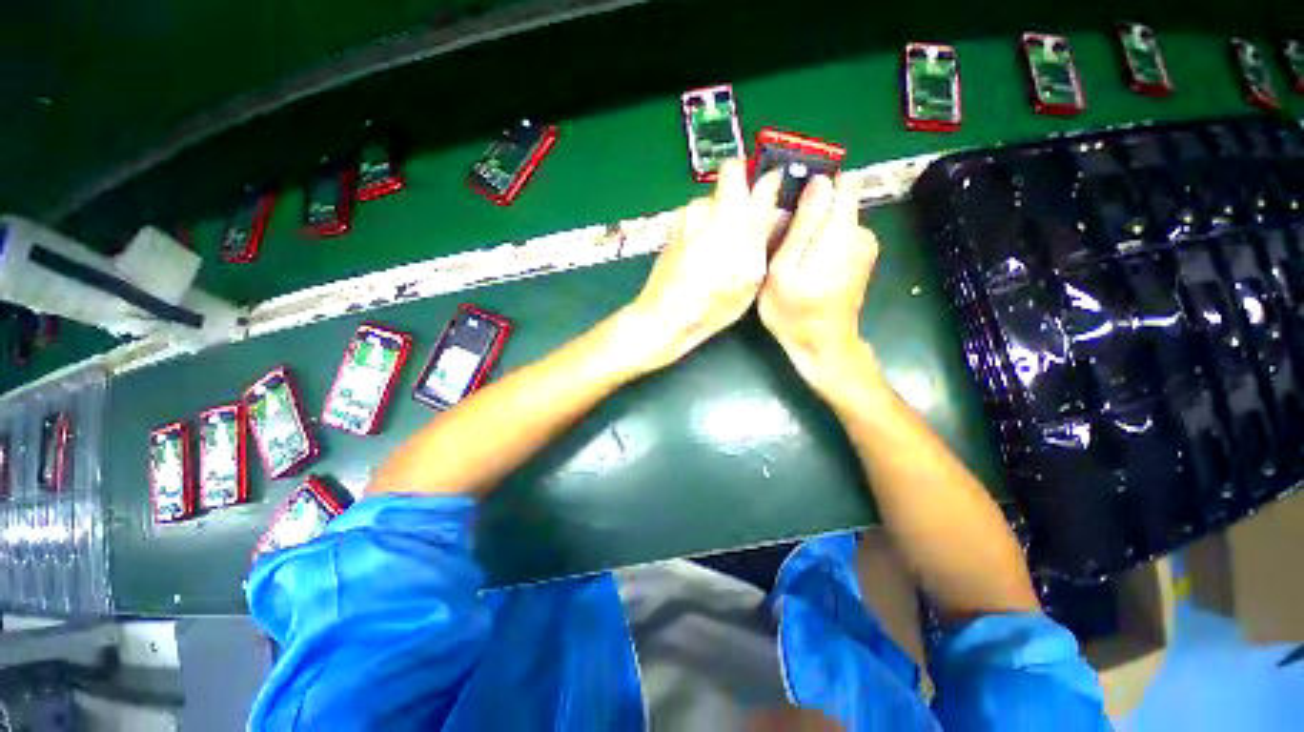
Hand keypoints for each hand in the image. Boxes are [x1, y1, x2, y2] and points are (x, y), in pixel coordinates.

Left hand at [615, 159, 781, 374]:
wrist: (667, 315)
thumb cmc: (716, 298)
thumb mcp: (752, 268)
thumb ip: (762, 224)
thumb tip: (771, 189)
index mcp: (728, 210)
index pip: (741, 169)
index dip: (756, 182)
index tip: (763, 201)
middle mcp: (702, 207)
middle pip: (725, 191)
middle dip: (738, 209)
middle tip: (745, 240)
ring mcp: (682, 221)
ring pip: (708, 211)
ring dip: (718, 225)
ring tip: (722, 258)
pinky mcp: (670, 235)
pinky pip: (693, 226)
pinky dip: (701, 237)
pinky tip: (702, 264)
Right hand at [758, 174, 881, 396]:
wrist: (823, 346)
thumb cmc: (795, 313)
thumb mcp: (785, 271)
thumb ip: (802, 226)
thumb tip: (818, 182)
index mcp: (844, 230)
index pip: (841, 180)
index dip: (812, 184)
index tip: (788, 205)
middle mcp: (862, 231)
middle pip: (835, 199)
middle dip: (808, 210)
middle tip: (781, 240)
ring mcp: (865, 245)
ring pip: (834, 217)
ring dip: (811, 228)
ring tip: (788, 256)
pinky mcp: (862, 257)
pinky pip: (838, 234)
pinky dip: (820, 241)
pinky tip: (803, 264)